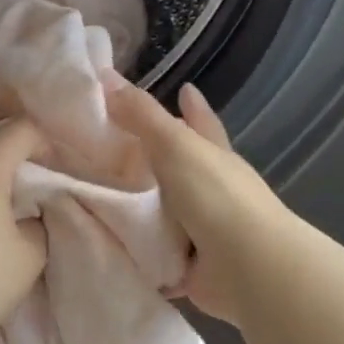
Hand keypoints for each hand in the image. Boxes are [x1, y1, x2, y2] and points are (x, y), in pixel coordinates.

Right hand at [107, 80, 291, 322]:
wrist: (248, 268)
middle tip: (110, 151)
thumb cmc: (215, 196)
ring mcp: (203, 231)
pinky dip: (137, 252)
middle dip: (155, 161)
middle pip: (180, 169)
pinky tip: (108, 247)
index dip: (192, 106)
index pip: (201, 122)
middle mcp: (211, 191)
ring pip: (165, 213)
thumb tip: (107, 75)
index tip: (182, 88)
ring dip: (139, 209)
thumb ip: (142, 115)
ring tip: (95, 199)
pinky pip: (154, 254)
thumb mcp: (174, 145)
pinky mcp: (189, 267)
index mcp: (213, 157)